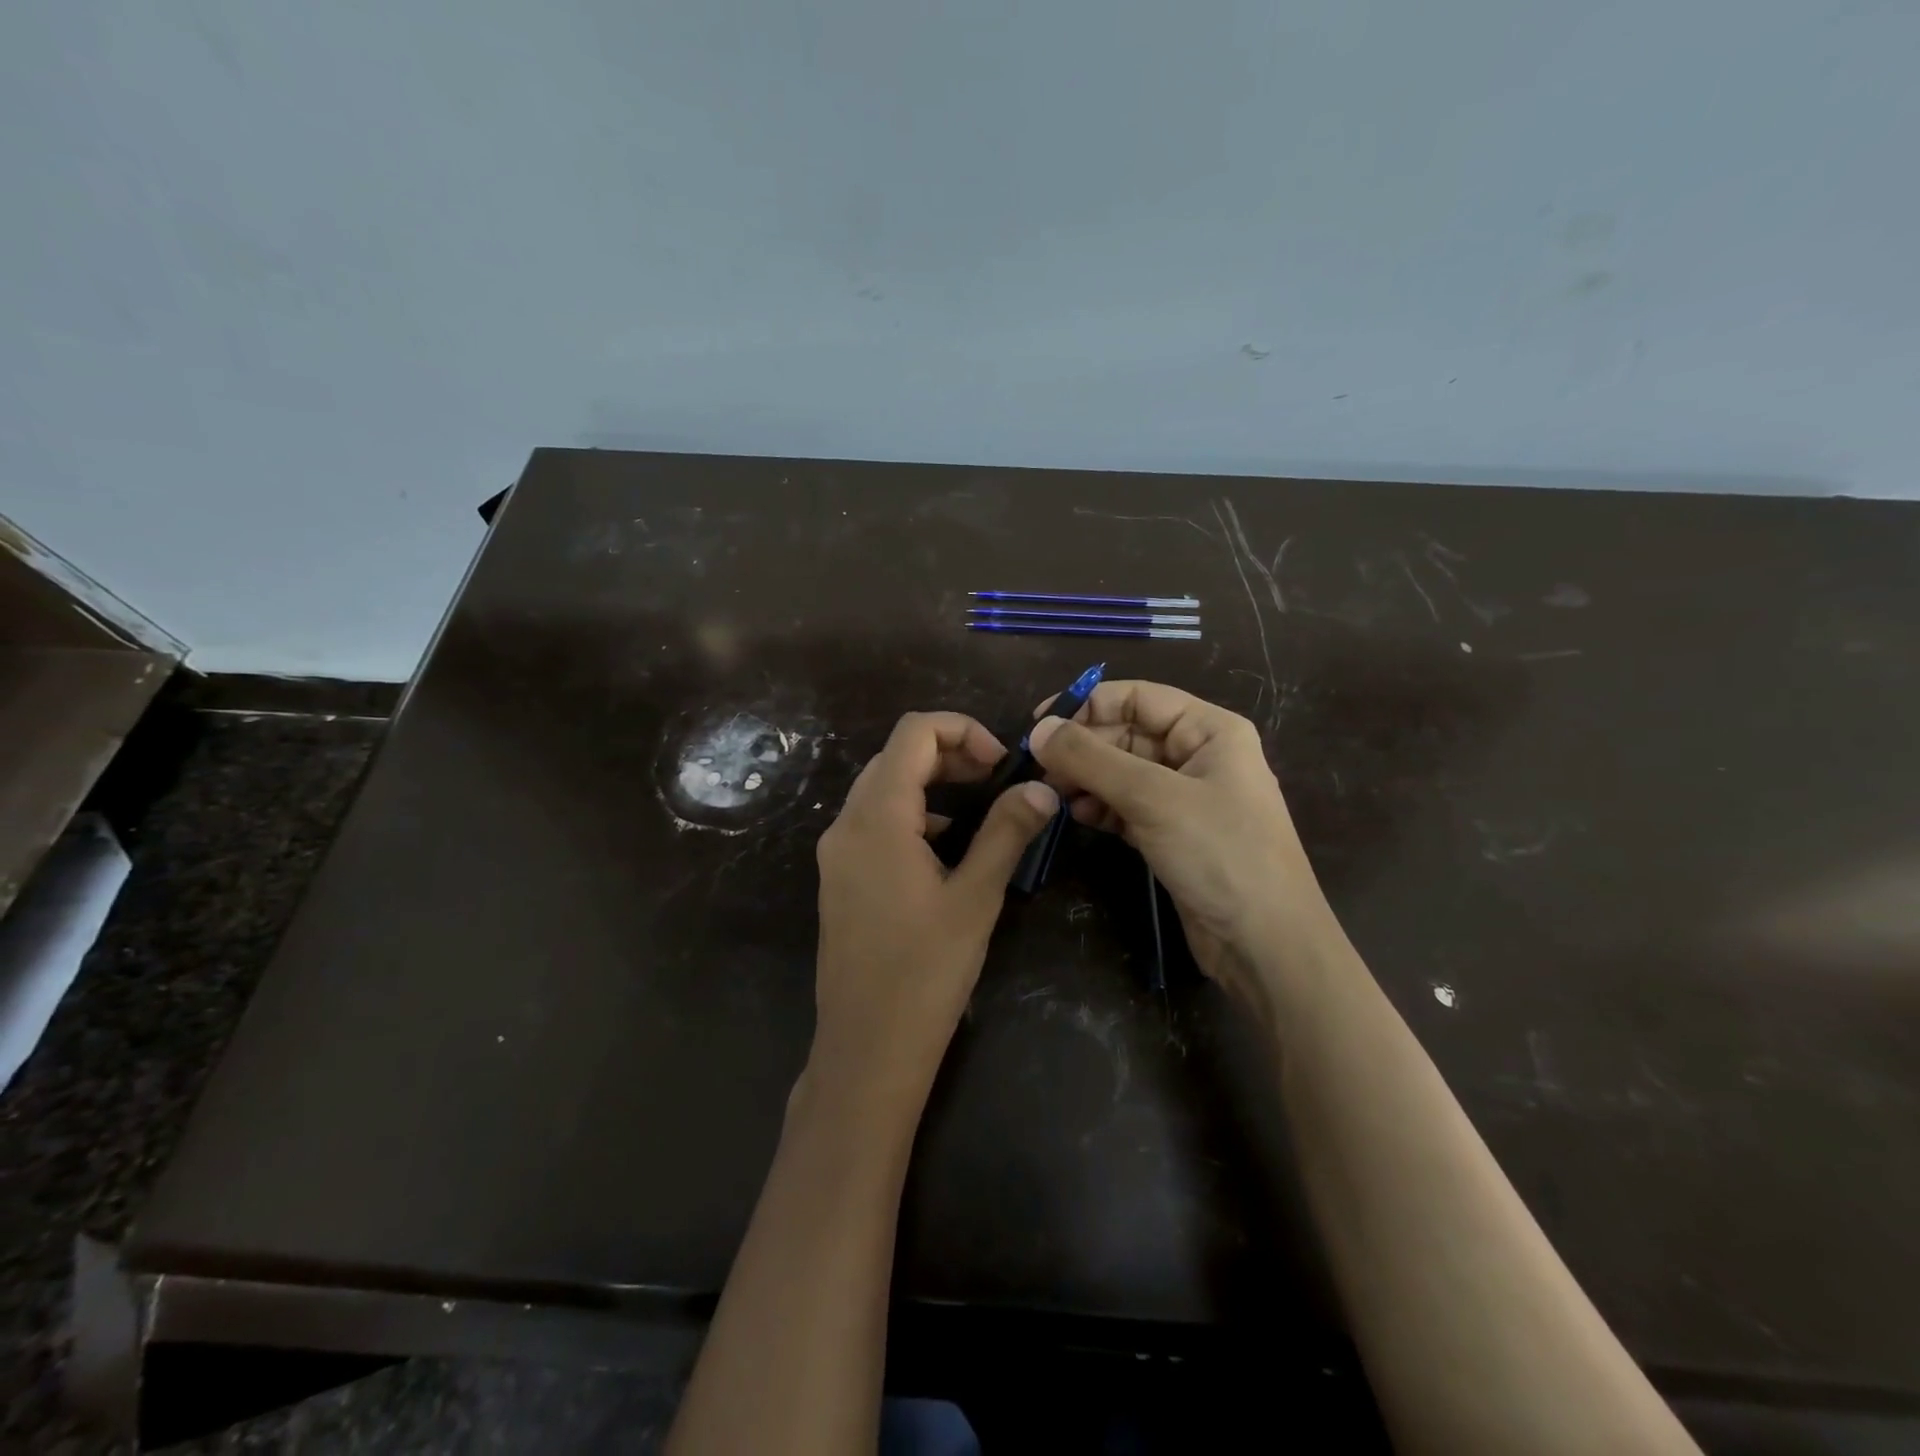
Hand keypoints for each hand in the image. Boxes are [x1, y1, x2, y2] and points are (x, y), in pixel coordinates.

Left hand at [811, 712, 1057, 1110]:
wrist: (867, 1049)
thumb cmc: (925, 972)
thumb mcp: (976, 897)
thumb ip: (1007, 833)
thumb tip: (1040, 789)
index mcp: (877, 817)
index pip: (913, 732)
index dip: (962, 730)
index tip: (1000, 762)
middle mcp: (846, 824)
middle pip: (895, 756)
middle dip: (949, 753)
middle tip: (995, 778)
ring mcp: (836, 853)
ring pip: (882, 788)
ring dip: (930, 783)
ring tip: (977, 808)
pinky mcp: (838, 879)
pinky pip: (873, 822)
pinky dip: (910, 814)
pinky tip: (943, 847)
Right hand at [1028, 681, 1341, 1013]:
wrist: (1265, 944)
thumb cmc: (1219, 854)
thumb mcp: (1152, 798)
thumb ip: (1091, 759)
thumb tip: (1038, 729)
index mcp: (1209, 731)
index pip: (1138, 697)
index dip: (1087, 704)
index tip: (1038, 723)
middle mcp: (1198, 756)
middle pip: (1127, 734)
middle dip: (1082, 747)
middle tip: (1038, 767)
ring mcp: (1185, 798)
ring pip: (1122, 772)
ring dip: (1086, 778)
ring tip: (1052, 793)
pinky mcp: (1172, 834)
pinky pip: (1126, 806)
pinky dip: (1100, 807)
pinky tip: (1076, 815)